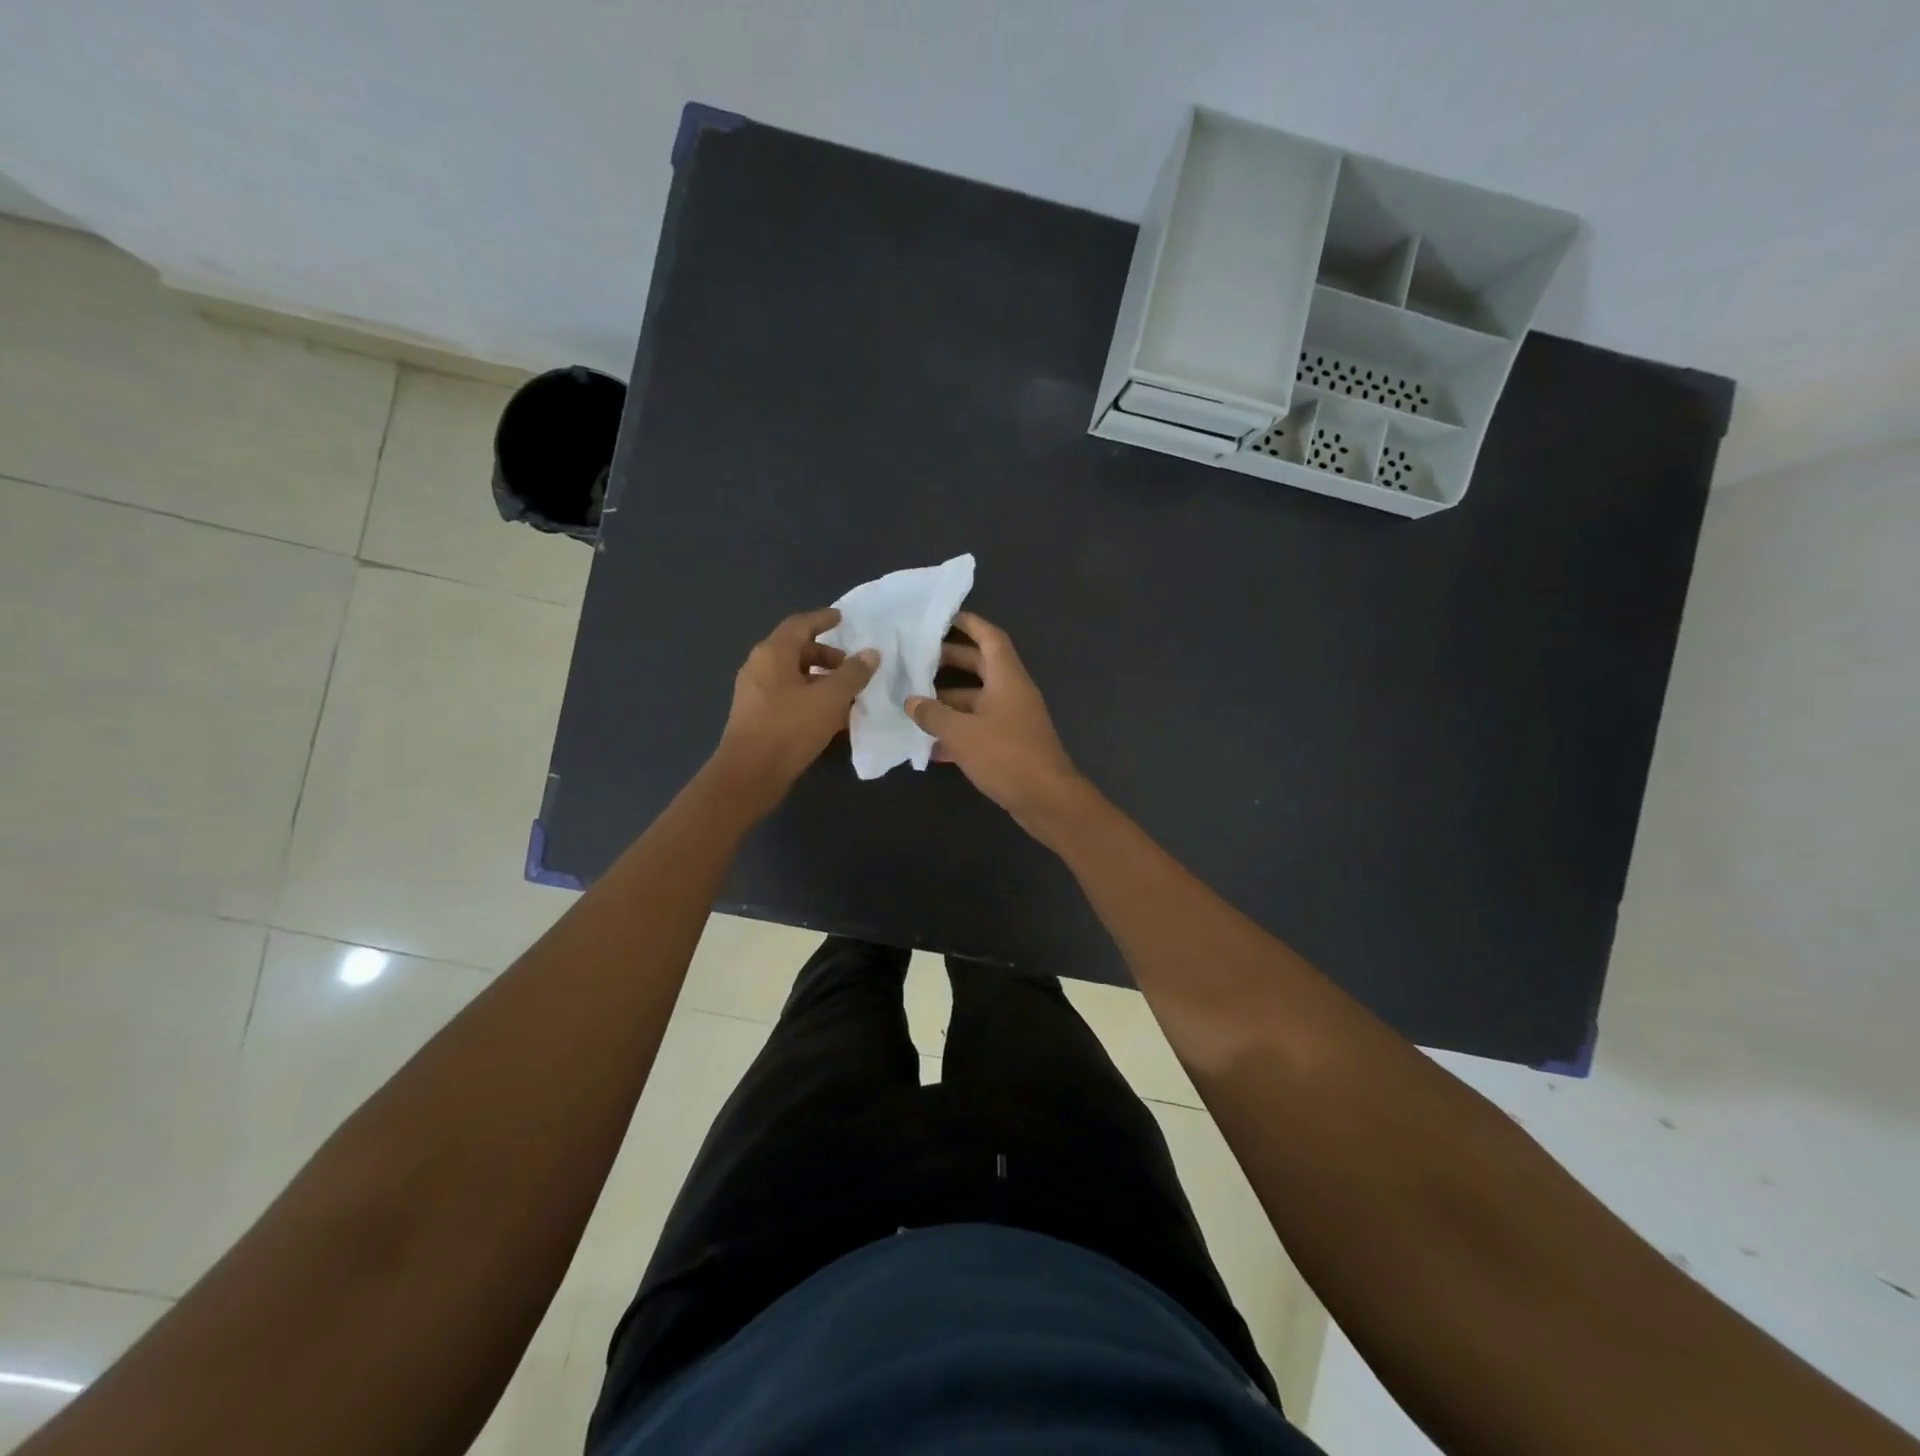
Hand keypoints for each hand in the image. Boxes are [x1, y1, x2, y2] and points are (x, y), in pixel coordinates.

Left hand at [713, 608, 877, 812]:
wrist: (750, 774)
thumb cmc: (790, 728)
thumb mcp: (830, 699)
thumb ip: (853, 674)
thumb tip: (871, 653)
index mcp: (772, 653)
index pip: (800, 624)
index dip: (823, 619)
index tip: (843, 619)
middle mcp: (759, 666)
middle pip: (795, 649)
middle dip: (825, 654)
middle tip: (850, 666)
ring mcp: (754, 692)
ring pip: (791, 674)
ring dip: (819, 678)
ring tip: (845, 693)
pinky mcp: (756, 715)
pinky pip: (786, 695)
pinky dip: (808, 696)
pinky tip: (828, 716)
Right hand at [906, 612, 1089, 836]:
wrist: (1047, 800)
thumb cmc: (1006, 756)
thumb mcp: (962, 733)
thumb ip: (933, 714)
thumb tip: (911, 701)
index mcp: (1007, 678)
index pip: (989, 637)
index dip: (969, 623)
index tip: (942, 617)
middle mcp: (1012, 692)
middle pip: (980, 667)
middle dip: (949, 662)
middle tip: (916, 659)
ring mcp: (1012, 719)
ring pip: (976, 700)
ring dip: (947, 701)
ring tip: (912, 701)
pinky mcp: (1009, 745)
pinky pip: (978, 728)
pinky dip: (957, 731)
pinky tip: (929, 744)